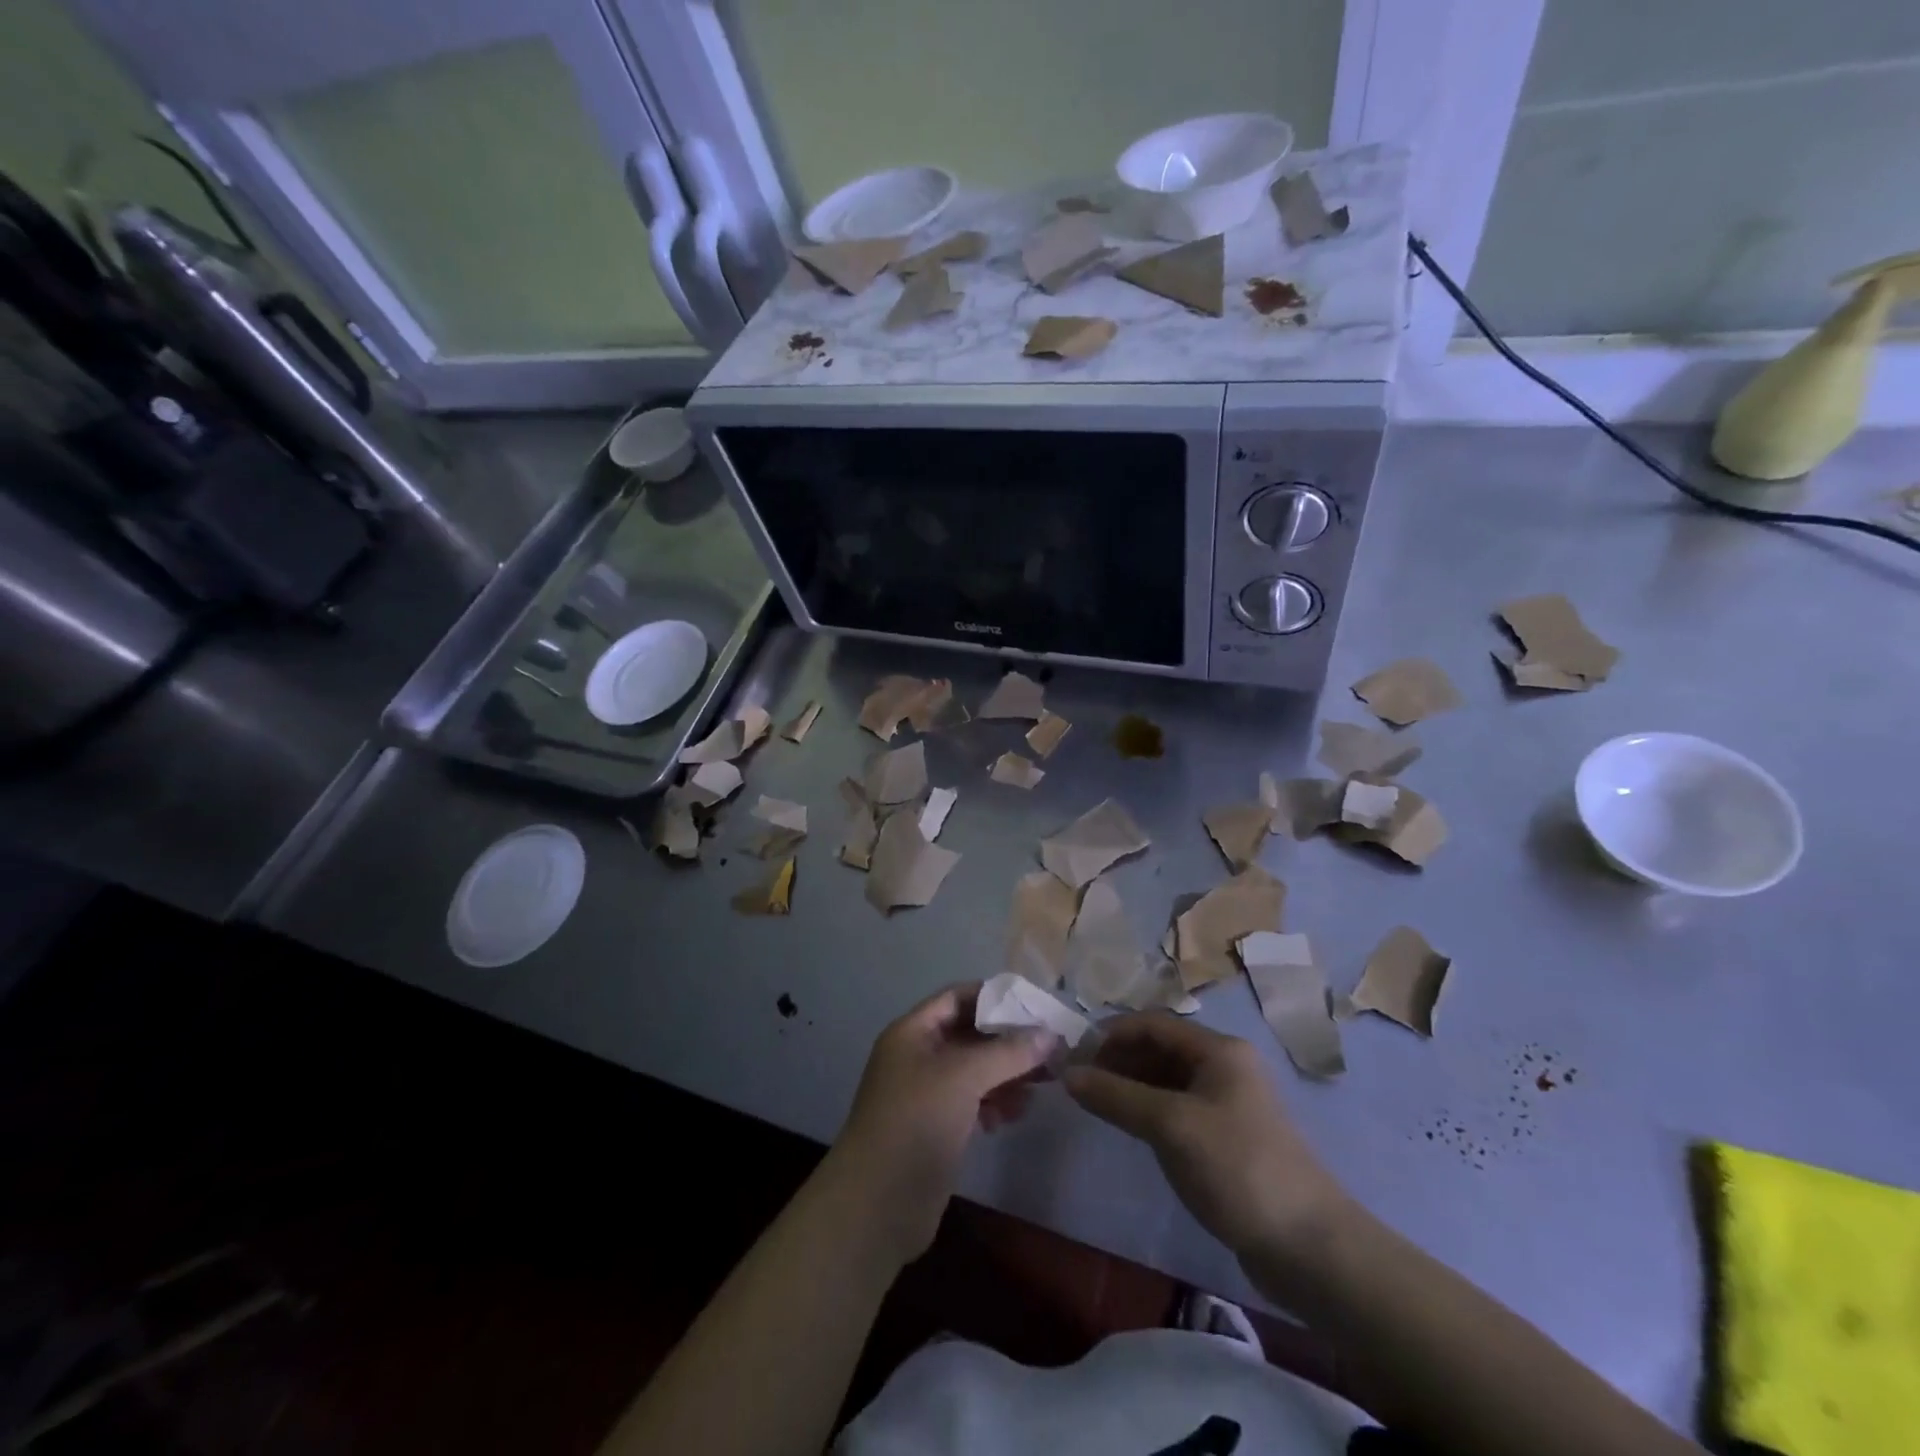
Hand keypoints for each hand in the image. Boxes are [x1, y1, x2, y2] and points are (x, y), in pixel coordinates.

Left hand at [830, 983, 1055, 1262]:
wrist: (877, 1205)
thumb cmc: (916, 1123)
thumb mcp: (963, 1077)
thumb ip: (1008, 1052)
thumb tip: (1051, 1034)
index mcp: (913, 1032)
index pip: (958, 998)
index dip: (995, 998)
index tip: (1036, 1007)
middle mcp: (918, 1056)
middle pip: (970, 1034)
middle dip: (1008, 1040)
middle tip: (1051, 1049)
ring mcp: (926, 1094)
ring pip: (974, 1071)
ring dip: (1007, 1074)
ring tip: (1042, 1084)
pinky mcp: (936, 1129)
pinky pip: (972, 1102)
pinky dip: (995, 1102)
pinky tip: (1015, 1114)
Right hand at [1063, 1014, 1345, 1274]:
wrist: (1310, 1248)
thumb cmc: (1238, 1168)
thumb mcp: (1171, 1126)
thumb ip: (1116, 1096)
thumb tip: (1066, 1074)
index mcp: (1219, 1050)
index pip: (1153, 1024)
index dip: (1112, 1034)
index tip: (1074, 1056)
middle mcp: (1225, 1066)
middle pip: (1160, 1049)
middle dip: (1119, 1059)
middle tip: (1080, 1083)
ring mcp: (1228, 1103)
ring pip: (1167, 1080)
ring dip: (1131, 1085)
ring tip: (1096, 1104)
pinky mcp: (1228, 1138)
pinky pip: (1178, 1109)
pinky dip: (1149, 1110)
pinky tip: (1129, 1127)